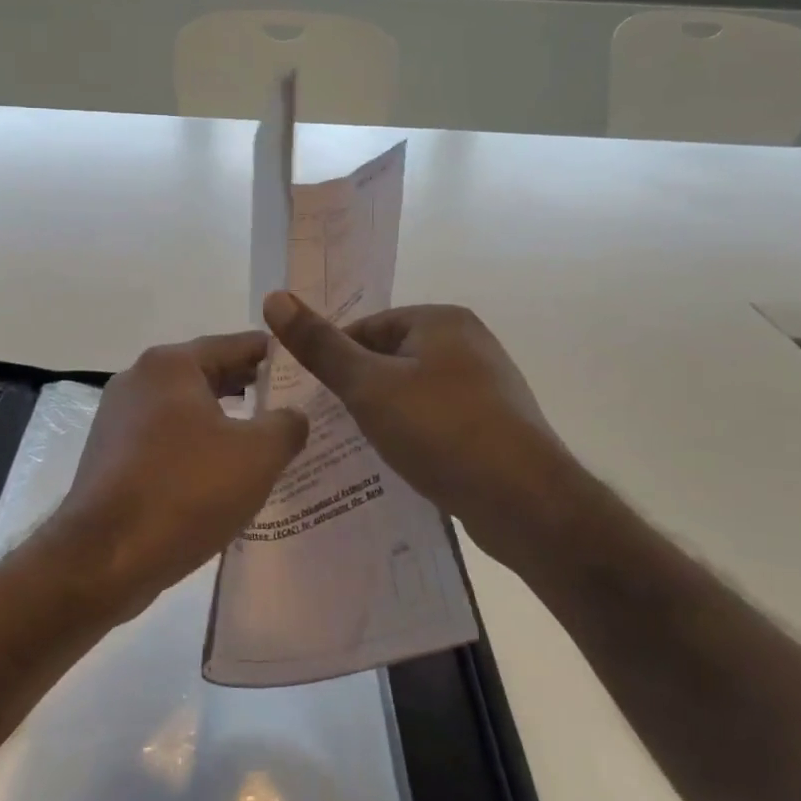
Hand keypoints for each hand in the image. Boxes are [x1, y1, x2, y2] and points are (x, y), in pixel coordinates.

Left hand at [50, 332, 309, 612]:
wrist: (104, 557)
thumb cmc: (184, 490)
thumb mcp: (256, 456)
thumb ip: (286, 426)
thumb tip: (293, 415)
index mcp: (170, 365)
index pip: (234, 345)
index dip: (272, 356)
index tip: (304, 366)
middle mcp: (138, 380)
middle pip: (205, 374)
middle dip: (248, 388)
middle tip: (291, 404)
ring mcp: (117, 418)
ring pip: (184, 409)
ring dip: (221, 421)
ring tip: (262, 441)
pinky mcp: (109, 456)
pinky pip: (164, 439)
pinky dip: (194, 446)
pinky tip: (219, 474)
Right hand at [263, 293, 581, 559]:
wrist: (526, 503)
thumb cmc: (440, 429)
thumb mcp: (368, 386)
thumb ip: (320, 345)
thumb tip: (274, 297)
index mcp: (441, 320)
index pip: (367, 327)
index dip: (335, 360)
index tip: (315, 397)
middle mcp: (469, 343)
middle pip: (390, 358)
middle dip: (360, 390)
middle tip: (334, 425)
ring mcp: (487, 386)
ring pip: (413, 391)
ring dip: (387, 415)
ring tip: (363, 447)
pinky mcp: (495, 425)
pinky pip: (438, 419)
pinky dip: (416, 435)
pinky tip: (403, 462)